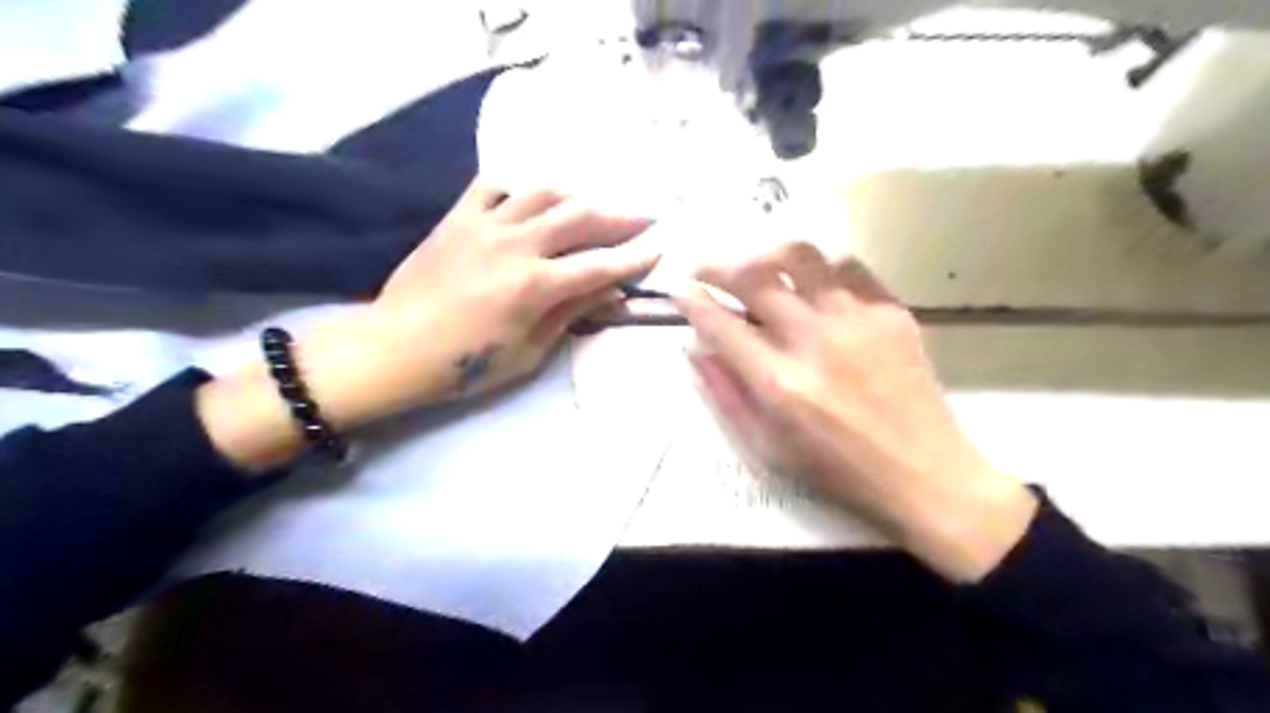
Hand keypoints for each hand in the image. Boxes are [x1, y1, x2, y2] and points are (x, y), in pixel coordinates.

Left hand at [201, 181, 653, 474]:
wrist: (394, 348)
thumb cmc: (466, 364)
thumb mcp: (529, 352)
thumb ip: (571, 314)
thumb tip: (608, 291)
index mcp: (535, 286)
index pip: (600, 265)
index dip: (634, 257)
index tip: (658, 248)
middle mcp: (516, 245)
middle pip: (580, 217)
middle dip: (619, 216)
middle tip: (643, 216)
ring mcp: (484, 225)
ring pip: (542, 192)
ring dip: (575, 196)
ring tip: (591, 206)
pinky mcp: (457, 217)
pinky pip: (493, 186)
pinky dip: (518, 189)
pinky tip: (528, 202)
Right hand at [680, 242, 1036, 580]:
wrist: (925, 475)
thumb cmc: (838, 471)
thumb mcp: (767, 448)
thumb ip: (726, 394)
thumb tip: (695, 348)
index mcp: (778, 384)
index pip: (721, 324)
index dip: (692, 301)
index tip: (679, 289)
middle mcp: (813, 341)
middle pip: (754, 277)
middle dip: (717, 265)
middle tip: (704, 268)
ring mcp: (856, 321)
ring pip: (801, 256)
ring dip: (767, 254)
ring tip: (757, 265)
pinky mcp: (892, 312)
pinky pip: (848, 265)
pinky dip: (820, 266)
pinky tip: (812, 280)